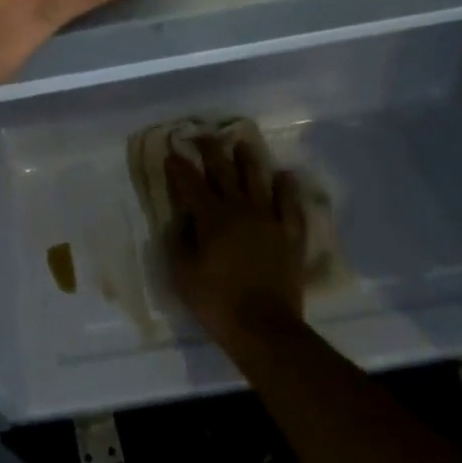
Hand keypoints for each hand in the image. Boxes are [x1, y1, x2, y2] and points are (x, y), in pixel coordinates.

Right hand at [167, 137, 308, 349]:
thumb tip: (184, 219)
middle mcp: (239, 210)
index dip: (179, 168)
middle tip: (204, 135)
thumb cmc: (216, 302)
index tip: (172, 153)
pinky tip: (284, 176)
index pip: (190, 185)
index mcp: (211, 218)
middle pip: (224, 172)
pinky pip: (289, 205)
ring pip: (257, 180)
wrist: (263, 327)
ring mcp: (268, 220)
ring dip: (248, 160)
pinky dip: (287, 189)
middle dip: (212, 151)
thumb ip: (181, 241)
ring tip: (242, 144)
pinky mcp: (289, 235)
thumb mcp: (182, 273)